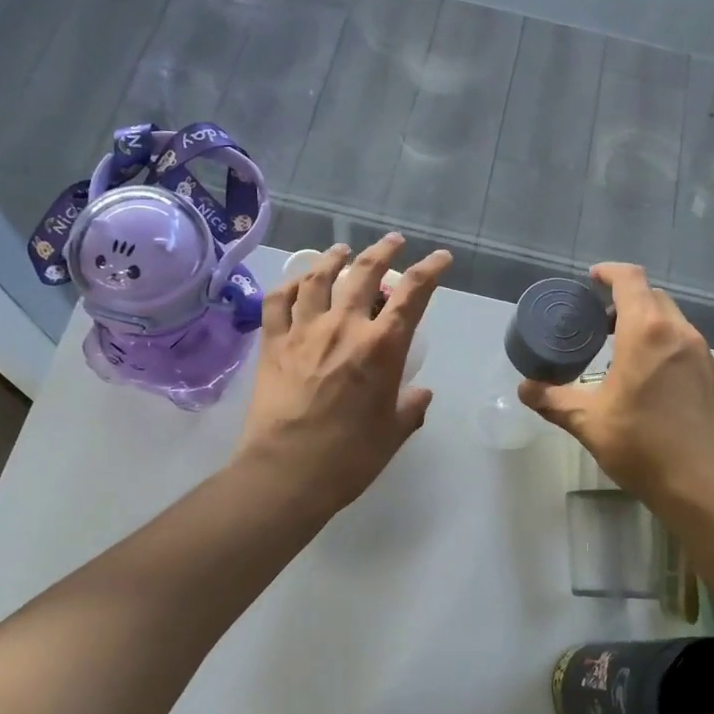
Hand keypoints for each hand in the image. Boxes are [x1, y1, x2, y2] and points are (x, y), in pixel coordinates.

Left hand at [236, 235, 451, 518]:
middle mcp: (343, 327)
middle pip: (364, 273)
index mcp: (381, 347)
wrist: (286, 472)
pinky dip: (289, 285)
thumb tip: (421, 393)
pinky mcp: (272, 344)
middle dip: (383, 251)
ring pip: (318, 278)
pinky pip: (278, 301)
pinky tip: (297, 282)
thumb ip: (410, 408)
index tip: (440, 258)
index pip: (412, 294)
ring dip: (333, 259)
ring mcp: (303, 331)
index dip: (430, 270)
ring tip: (341, 251)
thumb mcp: (392, 433)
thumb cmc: (348, 457)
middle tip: (393, 242)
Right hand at [518, 264, 713, 511]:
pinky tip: (655, 384)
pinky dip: (668, 350)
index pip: (630, 280)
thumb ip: (554, 401)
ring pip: (675, 324)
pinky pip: (689, 349)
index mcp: (648, 332)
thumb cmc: (645, 447)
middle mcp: (681, 334)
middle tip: (602, 323)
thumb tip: (525, 389)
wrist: (713, 489)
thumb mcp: (589, 423)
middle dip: (627, 301)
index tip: (592, 278)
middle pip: (654, 298)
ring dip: (649, 326)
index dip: (609, 272)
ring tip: (625, 354)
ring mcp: (706, 356)